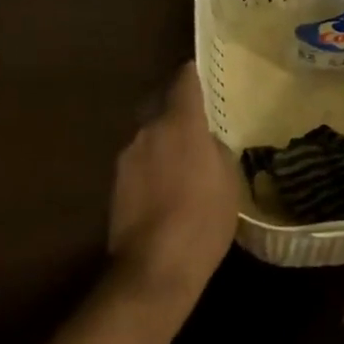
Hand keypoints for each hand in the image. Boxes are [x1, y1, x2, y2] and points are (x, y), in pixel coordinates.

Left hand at [107, 64, 239, 311]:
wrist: (154, 269)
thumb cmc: (202, 220)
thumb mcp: (228, 181)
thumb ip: (216, 149)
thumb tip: (206, 141)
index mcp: (180, 123)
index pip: (184, 80)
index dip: (194, 74)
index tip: (203, 74)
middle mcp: (149, 130)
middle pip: (162, 105)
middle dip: (178, 111)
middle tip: (199, 124)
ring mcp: (127, 156)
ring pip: (150, 135)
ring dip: (164, 140)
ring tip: (183, 161)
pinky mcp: (115, 183)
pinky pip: (140, 160)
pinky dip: (152, 165)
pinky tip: (166, 187)